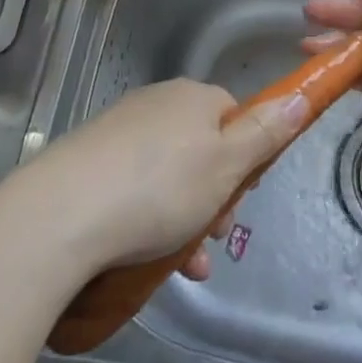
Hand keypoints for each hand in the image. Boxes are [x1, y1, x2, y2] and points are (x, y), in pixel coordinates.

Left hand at [22, 78, 310, 278]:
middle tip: (217, 235)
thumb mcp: (227, 164)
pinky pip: (134, 188)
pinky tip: (152, 262)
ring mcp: (118, 132)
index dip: (246, 155)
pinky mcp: (89, 162)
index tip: (245, 194)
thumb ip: (266, 132)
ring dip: (186, 218)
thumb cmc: (160, 188)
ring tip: (187, 266)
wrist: (61, 214)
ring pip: (169, 175)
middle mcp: (155, 104)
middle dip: (217, 195)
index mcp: (192, 97)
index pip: (233, 114)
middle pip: (202, 147)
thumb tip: (299, 96)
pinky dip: (150, 221)